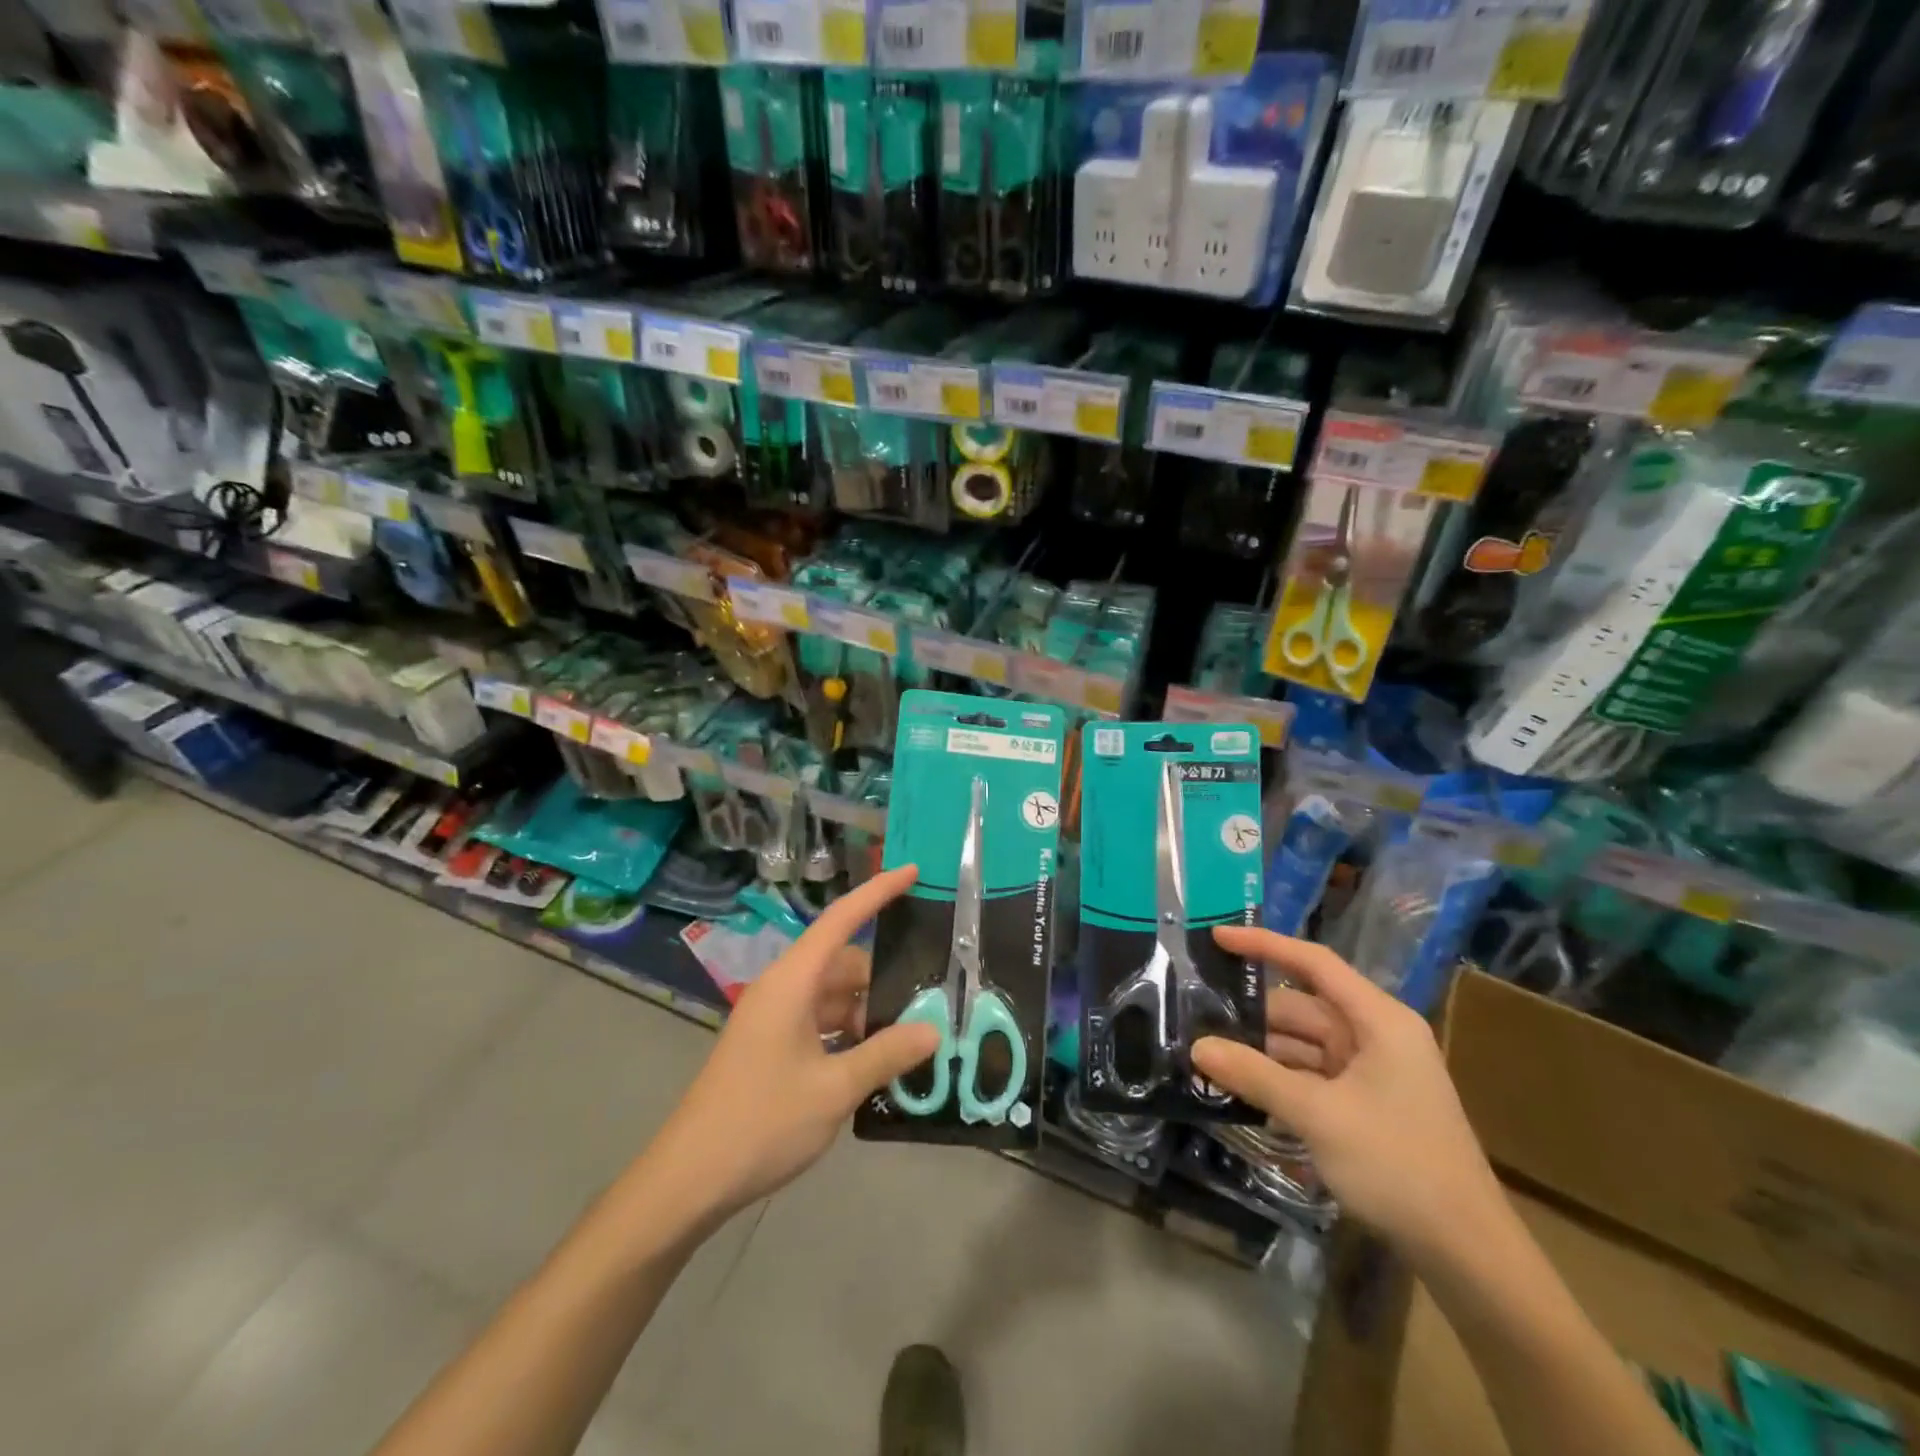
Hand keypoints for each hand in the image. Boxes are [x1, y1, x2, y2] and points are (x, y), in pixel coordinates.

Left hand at [642, 866, 940, 1226]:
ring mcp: (774, 1019)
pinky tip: (877, 1063)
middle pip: (843, 964)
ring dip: (869, 1013)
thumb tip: (932, 1031)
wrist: (689, 1180)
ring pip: (834, 997)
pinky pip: (820, 1024)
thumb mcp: (833, 1089)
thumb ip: (886, 1055)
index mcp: (792, 982)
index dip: (878, 892)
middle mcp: (783, 990)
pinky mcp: (771, 1047)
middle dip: (885, 979)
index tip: (913, 871)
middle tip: (931, 1000)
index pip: (841, 920)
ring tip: (912, 1037)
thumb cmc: (761, 1122)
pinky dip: (849, 1036)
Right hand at [1192, 927, 1505, 1267]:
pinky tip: (1238, 1088)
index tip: (1217, 938)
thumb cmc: (1399, 1166)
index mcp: (1378, 1020)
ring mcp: (1371, 1072)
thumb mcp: (1318, 1116)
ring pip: (1301, 1045)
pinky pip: (1309, 1076)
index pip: (1314, 963)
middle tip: (1194, 1014)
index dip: (1264, 945)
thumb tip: (1197, 1047)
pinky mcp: (1364, 1105)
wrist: (1468, 1255)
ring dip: (1259, 1051)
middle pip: (1301, 1008)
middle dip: (1251, 1014)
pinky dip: (1277, 1079)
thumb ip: (1255, 1075)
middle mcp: (1375, 1036)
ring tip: (1205, 1051)